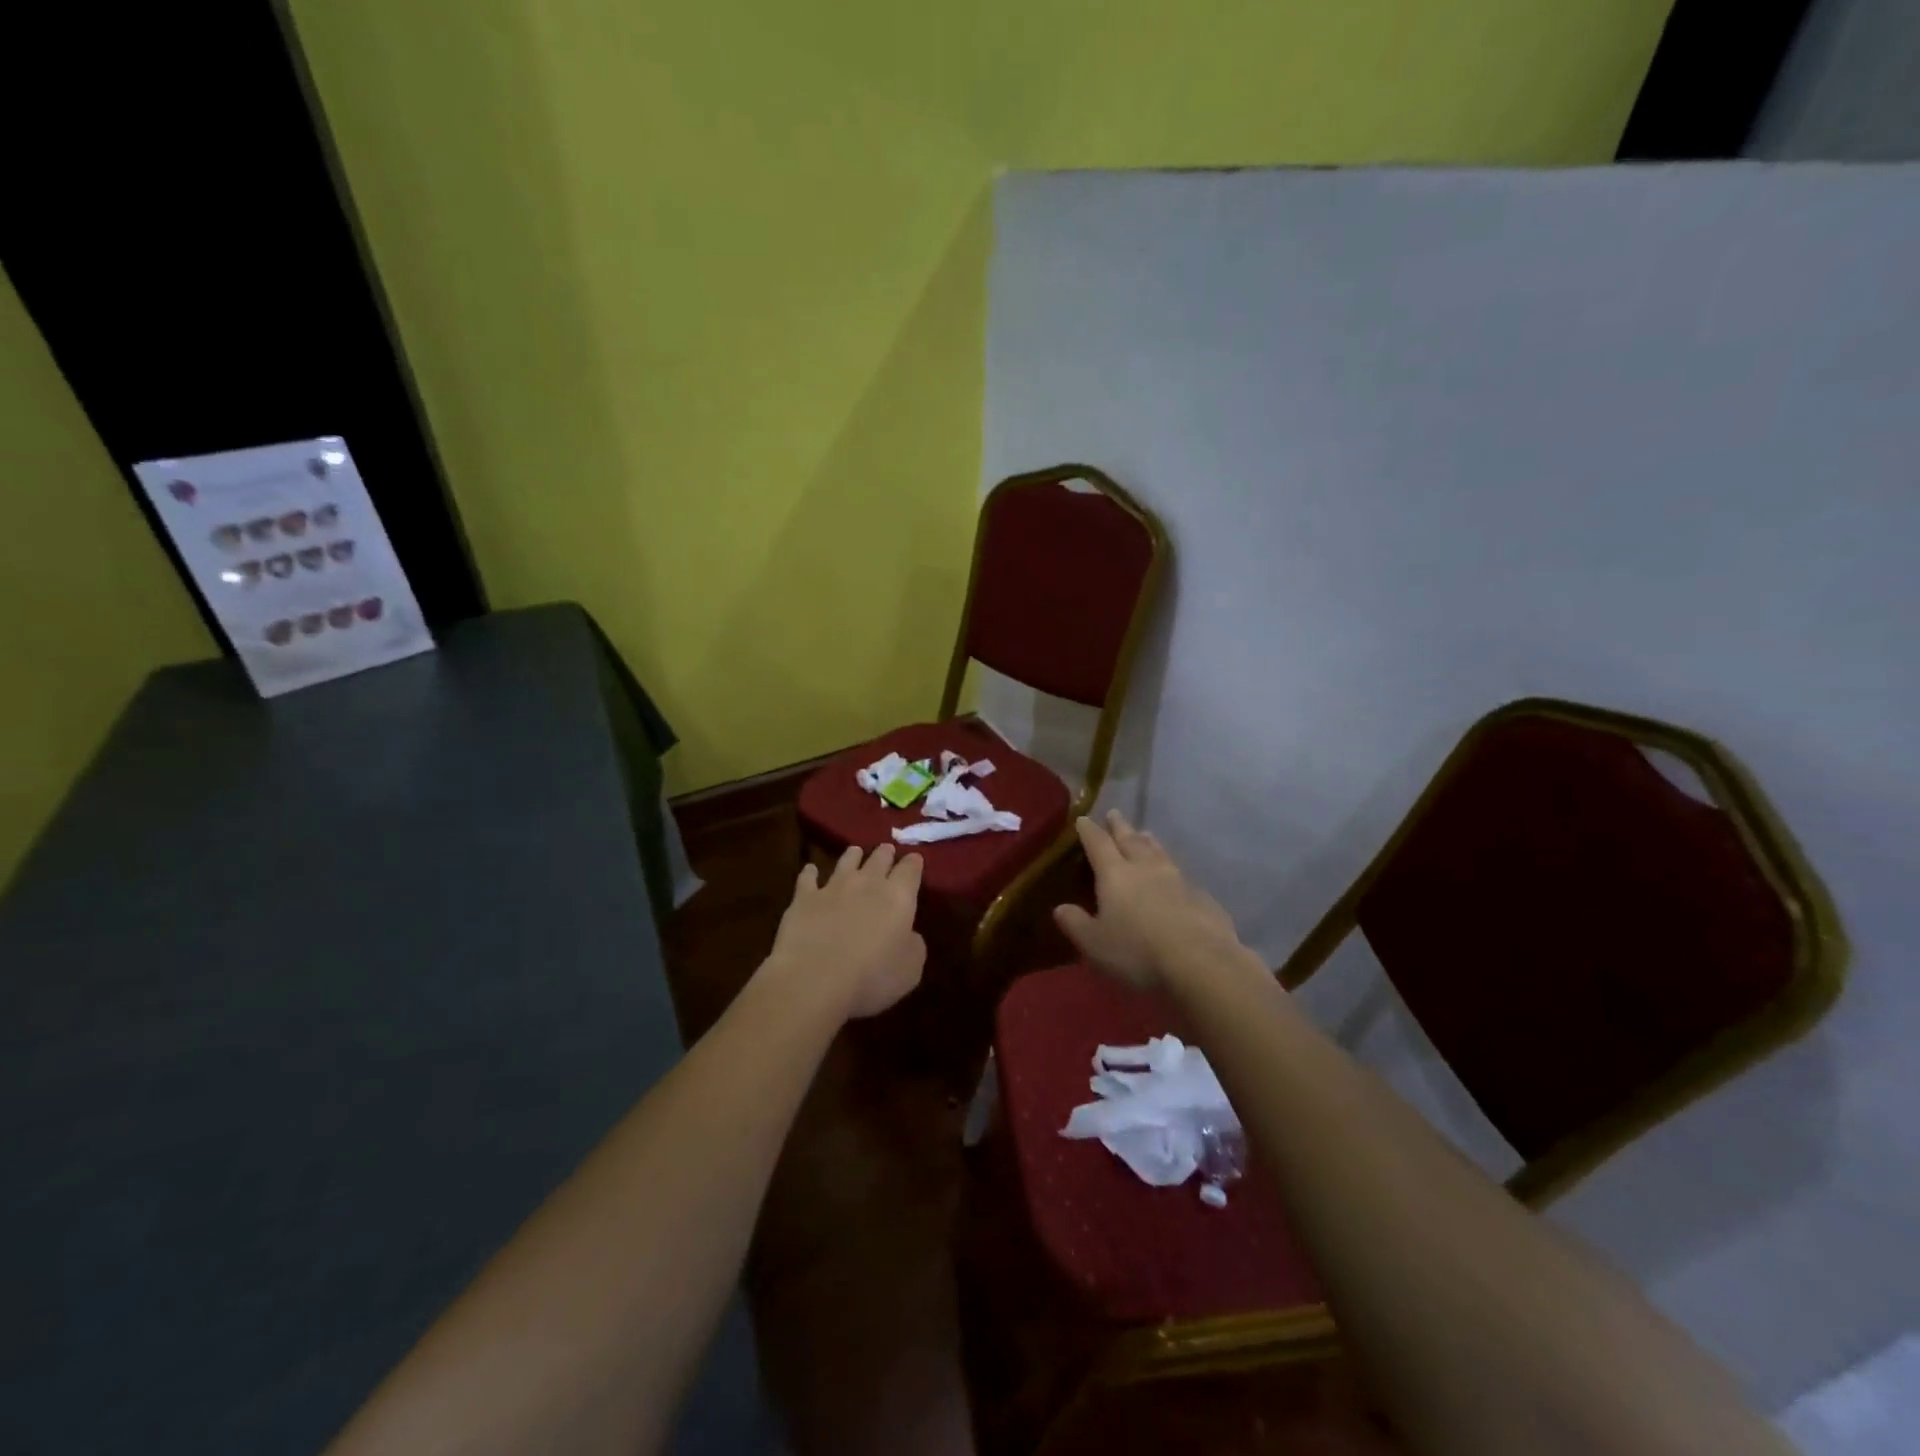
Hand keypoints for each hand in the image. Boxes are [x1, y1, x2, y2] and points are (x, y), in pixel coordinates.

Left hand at [767, 844, 925, 1020]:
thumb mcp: (910, 969)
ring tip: (855, 851)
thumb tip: (908, 934)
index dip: (914, 863)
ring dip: (853, 855)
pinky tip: (810, 869)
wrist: (815, 979)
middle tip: (887, 849)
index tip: (915, 858)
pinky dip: (810, 872)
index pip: (910, 870)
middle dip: (885, 853)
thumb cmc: (872, 977)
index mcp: (899, 897)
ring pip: (846, 861)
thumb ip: (913, 945)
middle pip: (879, 859)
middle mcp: (867, 883)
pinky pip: (808, 878)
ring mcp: (833, 887)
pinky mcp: (804, 898)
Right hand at [1053, 811, 1241, 989]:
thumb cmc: (1138, 952)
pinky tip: (1176, 877)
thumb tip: (1060, 908)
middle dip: (1120, 826)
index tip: (1083, 819)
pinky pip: (1182, 875)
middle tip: (1115, 814)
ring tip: (1145, 833)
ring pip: (1159, 852)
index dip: (1089, 831)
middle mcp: (1146, 868)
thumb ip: (1076, 923)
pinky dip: (1172, 869)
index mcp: (1115, 874)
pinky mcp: (1202, 896)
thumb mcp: (1095, 944)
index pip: (1098, 844)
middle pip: (1130, 840)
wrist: (1201, 962)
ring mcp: (1178, 879)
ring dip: (1149, 841)